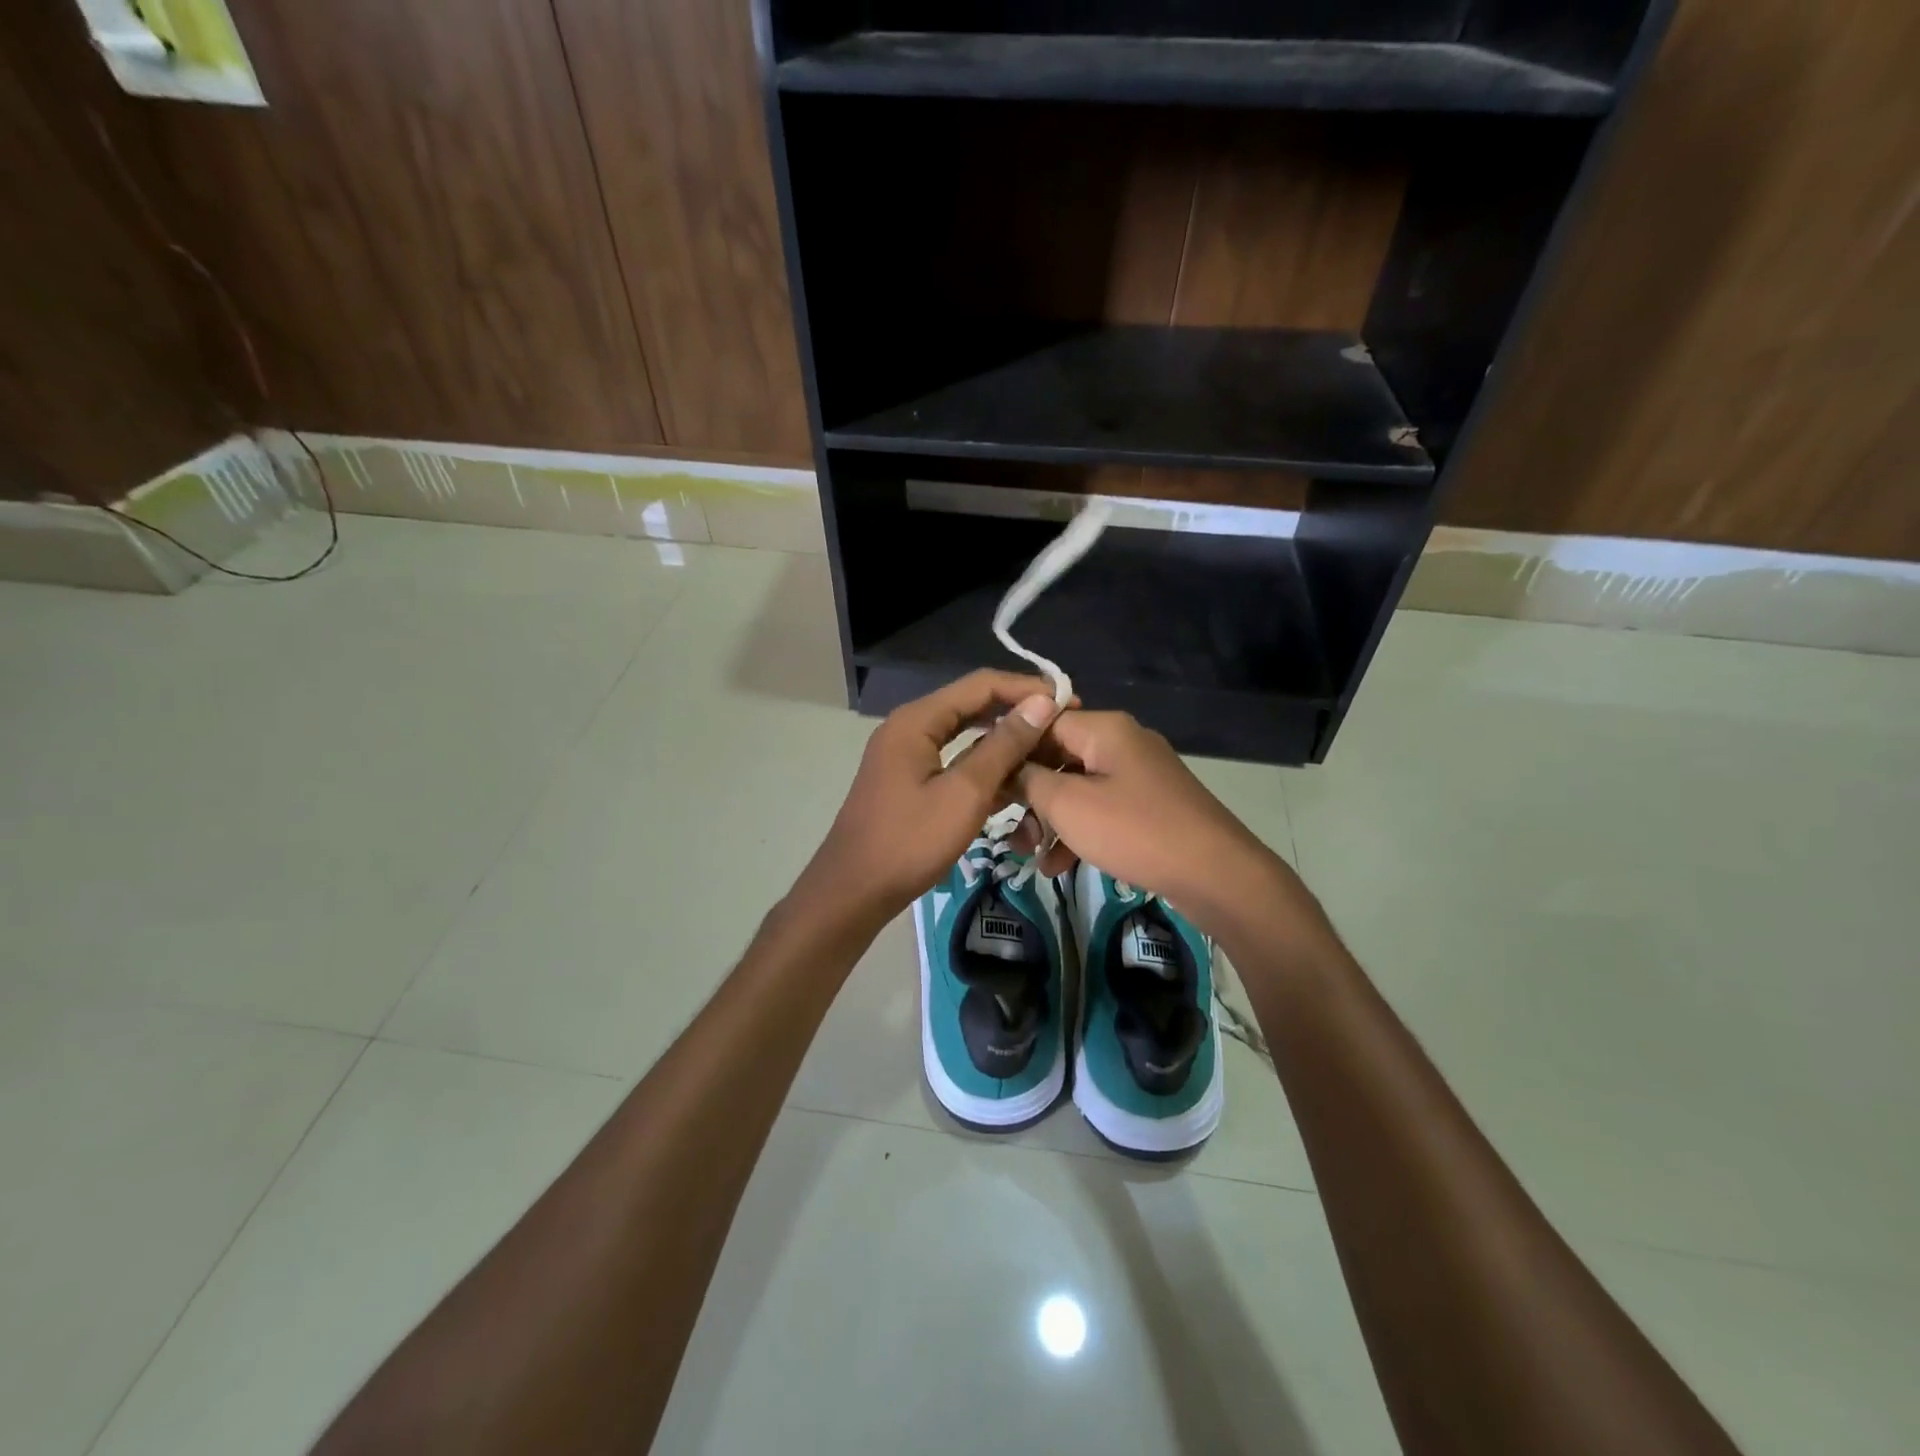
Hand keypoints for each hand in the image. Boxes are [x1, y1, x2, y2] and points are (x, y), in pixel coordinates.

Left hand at [801, 670, 1061, 922]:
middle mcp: (910, 727)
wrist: (854, 891)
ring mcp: (907, 754)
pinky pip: (954, 759)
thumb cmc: (910, 841)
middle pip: (972, 705)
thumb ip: (1003, 746)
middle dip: (1017, 713)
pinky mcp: (910, 779)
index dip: (1026, 689)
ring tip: (1045, 751)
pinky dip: (983, 765)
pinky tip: (1014, 781)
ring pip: (965, 734)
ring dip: (1003, 741)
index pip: (981, 685)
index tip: (1069, 703)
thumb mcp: (965, 793)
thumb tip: (1042, 703)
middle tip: (1062, 726)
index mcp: (917, 720)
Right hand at [1016, 710, 1295, 937]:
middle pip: (1058, 756)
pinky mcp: (1149, 805)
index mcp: (1103, 728)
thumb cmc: (1134, 830)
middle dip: (1028, 793)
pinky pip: (1100, 809)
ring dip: (1049, 819)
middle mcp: (1121, 742)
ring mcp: (1139, 775)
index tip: (983, 779)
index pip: (1041, 721)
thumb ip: (1029, 779)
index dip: (1009, 748)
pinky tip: (1058, 866)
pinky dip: (1078, 832)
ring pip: (1077, 787)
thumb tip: (1007, 766)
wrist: (1216, 874)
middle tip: (1005, 826)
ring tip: (1029, 855)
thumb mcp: (1068, 804)